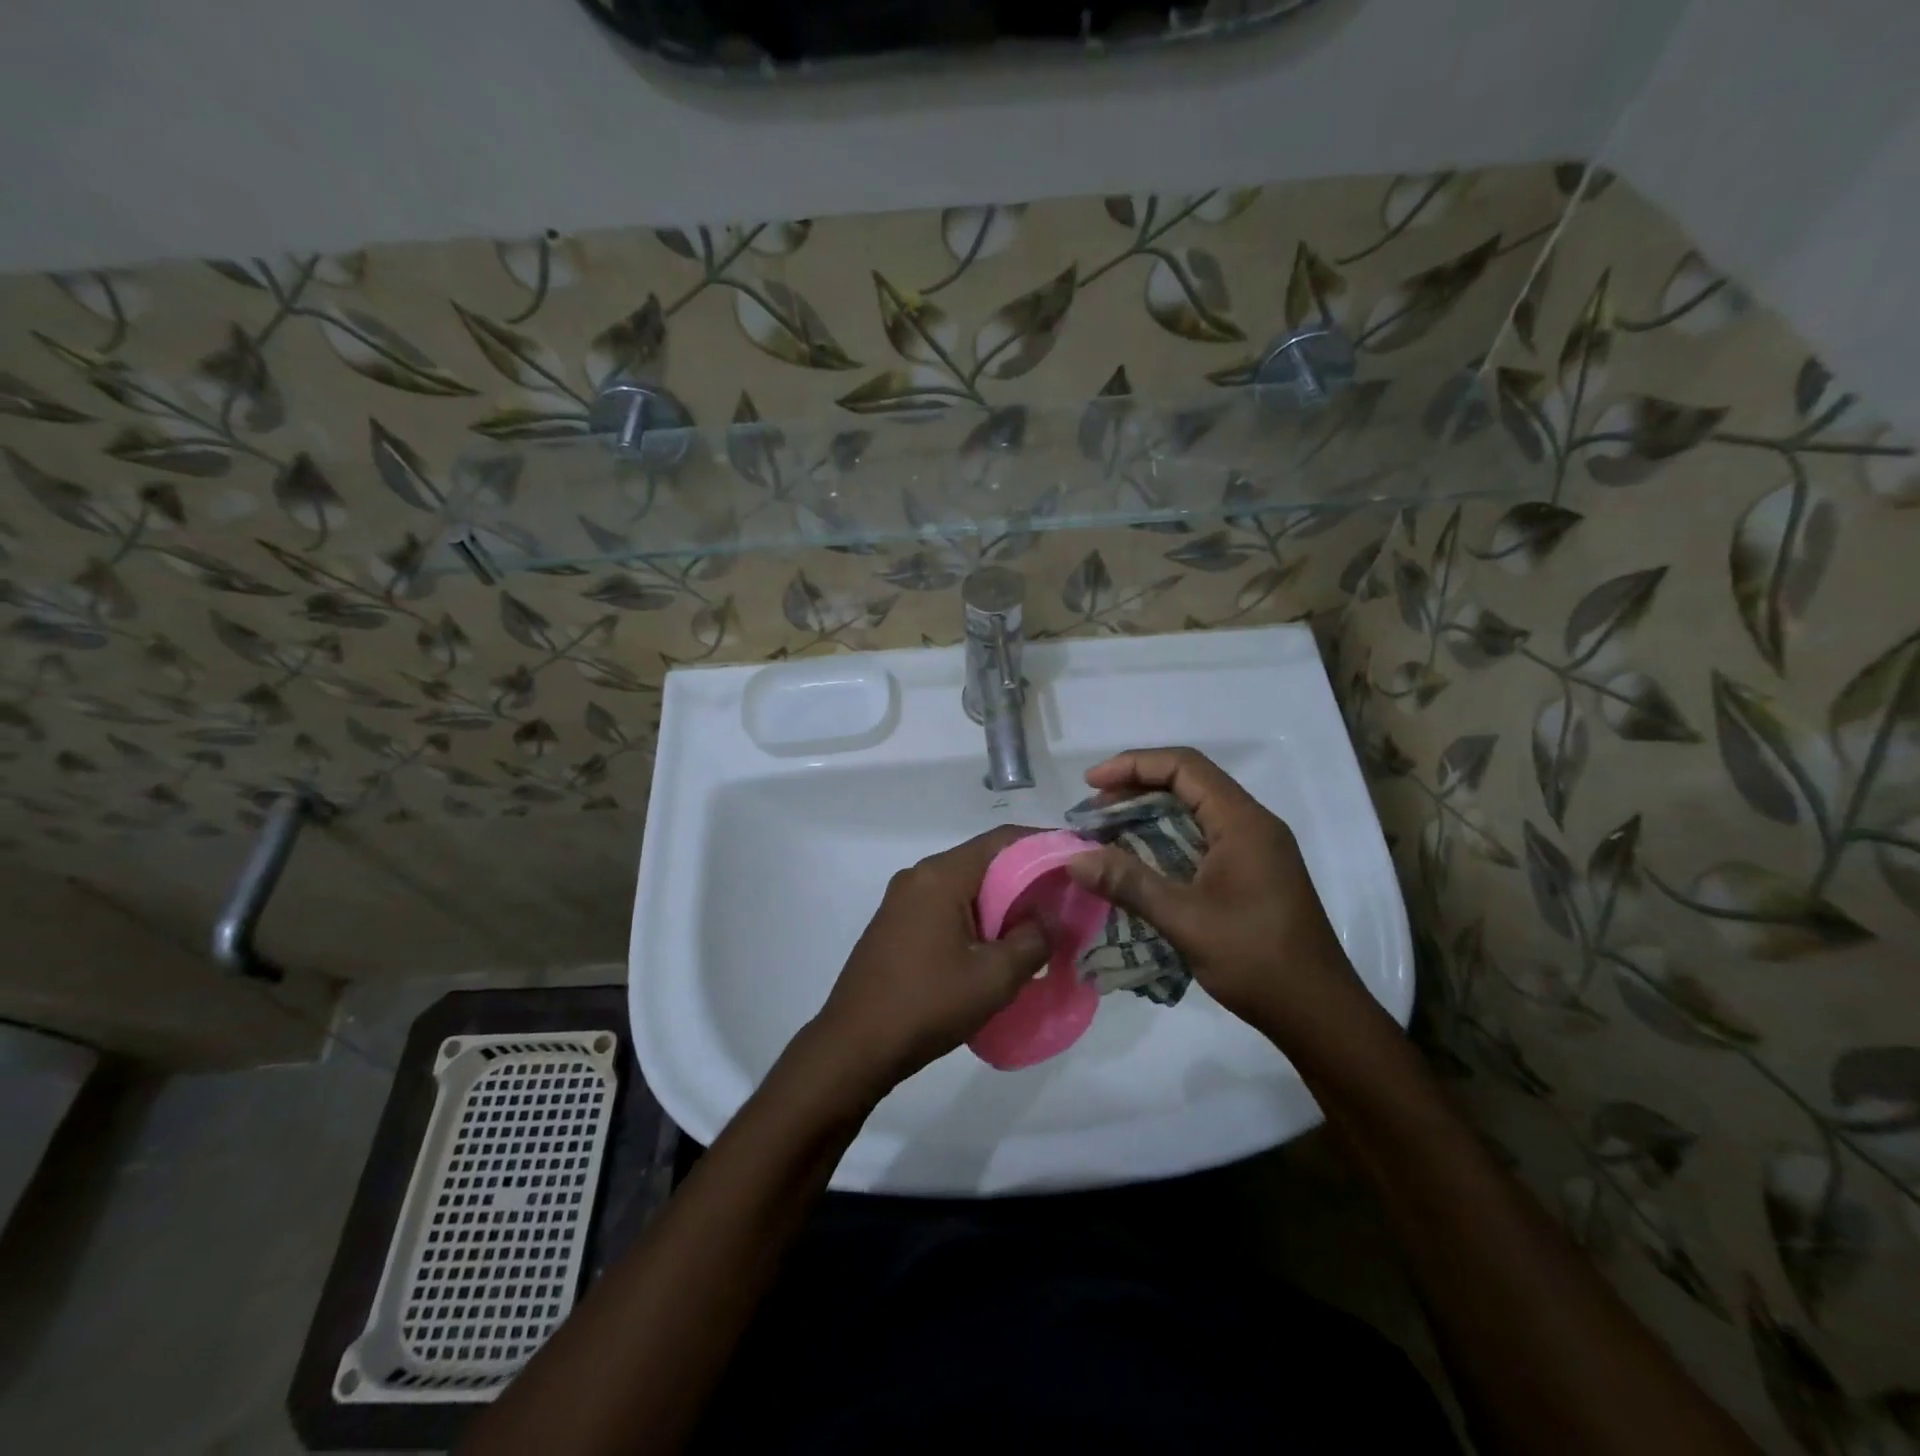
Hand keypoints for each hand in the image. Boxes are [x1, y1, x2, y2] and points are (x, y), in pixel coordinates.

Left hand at [807, 826, 1050, 1100]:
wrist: (853, 1046)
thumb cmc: (926, 1005)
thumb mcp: (993, 977)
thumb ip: (1032, 940)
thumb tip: (1049, 918)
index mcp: (940, 876)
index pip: (1002, 840)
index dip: (1044, 844)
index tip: (1077, 859)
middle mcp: (919, 876)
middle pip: (984, 860)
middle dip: (1026, 877)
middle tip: (1065, 900)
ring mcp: (903, 900)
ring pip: (966, 885)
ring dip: (1002, 901)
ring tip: (1039, 926)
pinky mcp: (896, 924)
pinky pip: (947, 905)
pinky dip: (977, 915)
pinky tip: (997, 945)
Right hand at [1065, 748, 1372, 1050]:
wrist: (1319, 1013)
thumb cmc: (1256, 960)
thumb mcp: (1185, 920)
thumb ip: (1129, 884)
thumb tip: (1073, 859)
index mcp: (1243, 822)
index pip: (1184, 767)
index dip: (1133, 765)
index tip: (1092, 785)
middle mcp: (1252, 824)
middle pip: (1188, 783)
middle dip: (1136, 789)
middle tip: (1092, 812)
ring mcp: (1256, 849)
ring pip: (1195, 811)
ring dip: (1149, 815)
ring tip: (1106, 832)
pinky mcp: (1252, 872)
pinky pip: (1202, 837)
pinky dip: (1166, 839)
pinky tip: (1139, 861)